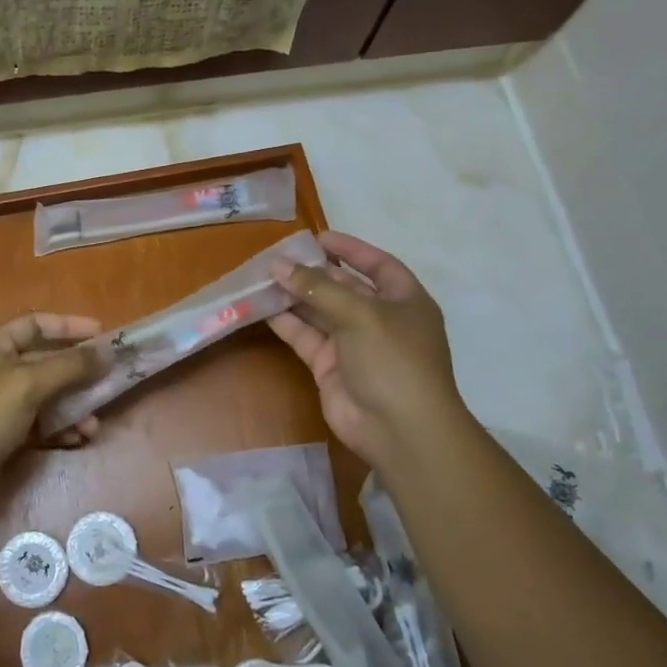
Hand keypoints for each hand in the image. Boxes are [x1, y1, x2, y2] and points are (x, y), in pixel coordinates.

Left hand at [0, 312, 103, 507]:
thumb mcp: (27, 384)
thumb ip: (70, 365)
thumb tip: (107, 351)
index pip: (34, 324)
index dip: (69, 326)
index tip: (103, 334)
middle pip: (43, 361)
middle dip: (77, 373)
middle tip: (110, 380)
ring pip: (44, 396)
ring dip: (73, 406)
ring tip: (95, 423)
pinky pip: (37, 424)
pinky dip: (59, 428)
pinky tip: (80, 439)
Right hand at [270, 232, 464, 466]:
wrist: (399, 429)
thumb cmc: (393, 359)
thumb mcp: (360, 314)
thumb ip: (317, 287)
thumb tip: (278, 265)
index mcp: (404, 301)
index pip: (378, 265)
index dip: (351, 249)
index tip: (317, 237)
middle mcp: (380, 319)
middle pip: (344, 287)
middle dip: (313, 272)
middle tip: (278, 257)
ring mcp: (354, 345)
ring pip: (320, 312)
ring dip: (294, 296)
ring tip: (263, 277)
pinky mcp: (330, 367)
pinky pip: (306, 337)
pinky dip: (286, 323)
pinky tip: (262, 307)